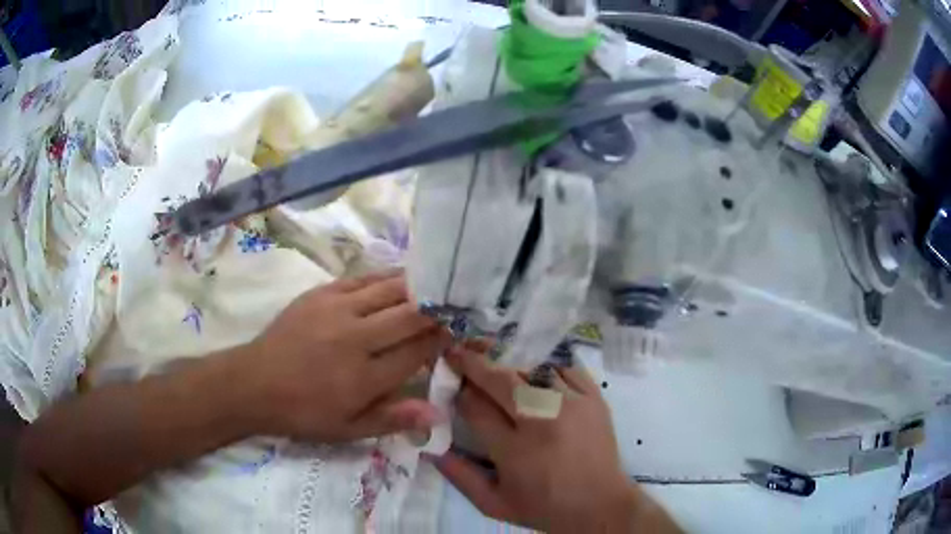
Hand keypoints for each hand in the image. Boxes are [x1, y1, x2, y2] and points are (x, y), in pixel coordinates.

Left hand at [238, 271, 449, 442]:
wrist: (255, 383)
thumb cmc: (304, 412)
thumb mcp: (348, 429)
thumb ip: (393, 419)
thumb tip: (438, 413)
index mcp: (365, 377)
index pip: (417, 351)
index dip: (442, 340)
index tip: (459, 333)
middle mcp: (356, 338)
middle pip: (410, 314)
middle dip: (437, 310)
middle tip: (455, 306)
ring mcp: (337, 310)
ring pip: (390, 290)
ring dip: (417, 288)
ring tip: (435, 287)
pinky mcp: (321, 294)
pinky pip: (362, 279)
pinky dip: (386, 278)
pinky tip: (399, 279)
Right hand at [430, 341, 678, 533]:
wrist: (600, 504)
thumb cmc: (544, 507)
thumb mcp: (493, 504)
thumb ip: (459, 476)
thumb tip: (430, 446)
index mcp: (514, 451)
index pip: (475, 407)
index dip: (458, 392)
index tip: (451, 384)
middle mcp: (542, 421)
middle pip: (500, 380)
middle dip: (473, 363)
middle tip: (458, 352)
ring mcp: (572, 404)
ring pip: (530, 368)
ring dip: (506, 361)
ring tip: (489, 355)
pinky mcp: (594, 397)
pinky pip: (564, 367)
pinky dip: (544, 364)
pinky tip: (532, 369)